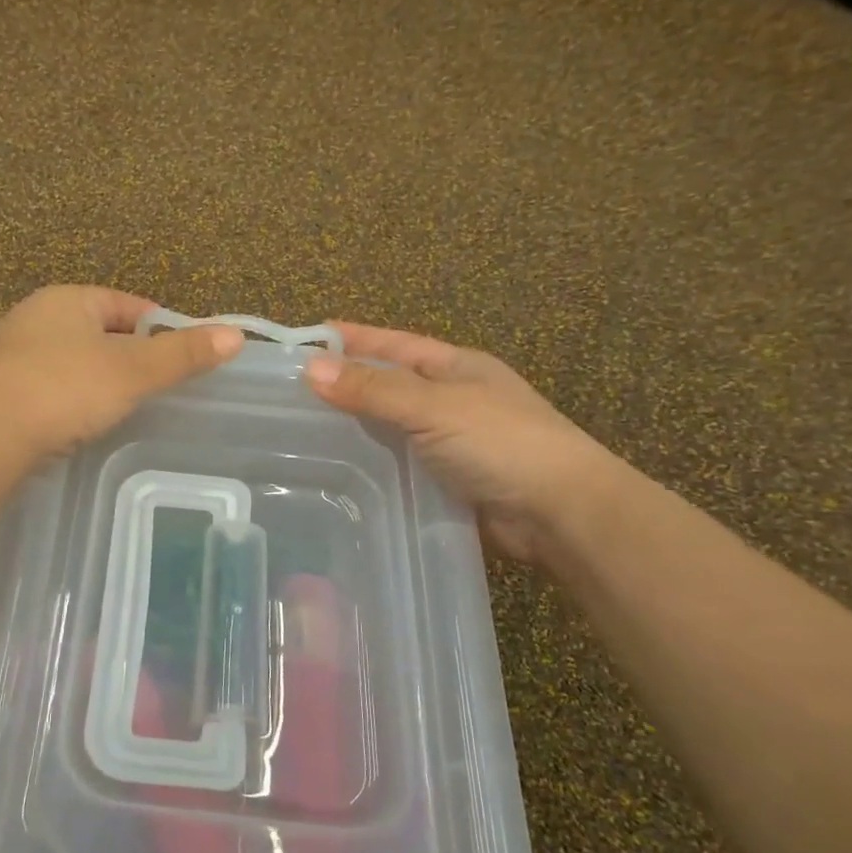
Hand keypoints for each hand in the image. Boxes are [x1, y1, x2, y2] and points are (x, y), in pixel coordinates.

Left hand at [0, 287, 244, 459]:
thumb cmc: (64, 389)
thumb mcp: (132, 371)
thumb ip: (182, 354)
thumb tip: (235, 334)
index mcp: (66, 300)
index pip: (125, 304)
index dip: (159, 326)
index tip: (183, 356)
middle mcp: (34, 318)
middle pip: (97, 332)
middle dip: (128, 356)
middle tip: (158, 388)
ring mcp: (10, 357)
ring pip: (71, 363)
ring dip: (98, 381)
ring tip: (125, 410)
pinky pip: (48, 391)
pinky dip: (70, 403)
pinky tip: (81, 426)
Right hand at [304, 324, 623, 564]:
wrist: (561, 514)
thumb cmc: (501, 443)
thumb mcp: (433, 406)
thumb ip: (373, 389)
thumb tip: (310, 367)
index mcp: (456, 368)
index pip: (393, 344)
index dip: (352, 338)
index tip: (305, 338)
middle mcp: (452, 400)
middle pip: (388, 385)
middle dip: (345, 384)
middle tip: (289, 391)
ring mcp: (451, 443)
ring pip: (391, 428)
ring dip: (355, 428)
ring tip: (300, 432)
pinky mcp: (447, 482)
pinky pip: (399, 465)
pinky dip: (371, 465)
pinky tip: (337, 471)